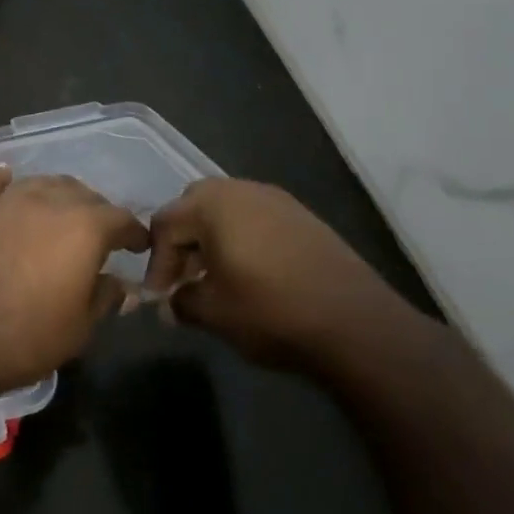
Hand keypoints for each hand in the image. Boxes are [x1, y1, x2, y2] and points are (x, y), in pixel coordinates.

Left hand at [0, 168, 147, 399]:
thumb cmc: (24, 338)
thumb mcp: (79, 329)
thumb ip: (104, 298)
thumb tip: (118, 283)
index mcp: (84, 227)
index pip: (120, 218)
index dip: (133, 232)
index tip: (138, 245)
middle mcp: (48, 201)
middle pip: (82, 193)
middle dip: (96, 211)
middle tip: (99, 234)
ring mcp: (6, 200)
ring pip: (41, 183)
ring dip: (57, 195)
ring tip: (59, 213)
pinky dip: (8, 182)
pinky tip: (9, 184)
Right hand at [141, 179, 409, 370]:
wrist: (357, 324)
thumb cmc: (271, 311)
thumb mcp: (214, 313)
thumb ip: (182, 302)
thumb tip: (171, 303)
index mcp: (212, 204)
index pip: (165, 223)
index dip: (157, 261)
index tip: (161, 296)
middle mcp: (242, 190)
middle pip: (195, 206)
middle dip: (183, 241)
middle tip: (184, 279)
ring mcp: (278, 200)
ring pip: (228, 211)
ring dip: (213, 240)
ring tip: (217, 280)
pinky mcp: (304, 217)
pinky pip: (258, 220)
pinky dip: (244, 240)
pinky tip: (252, 276)